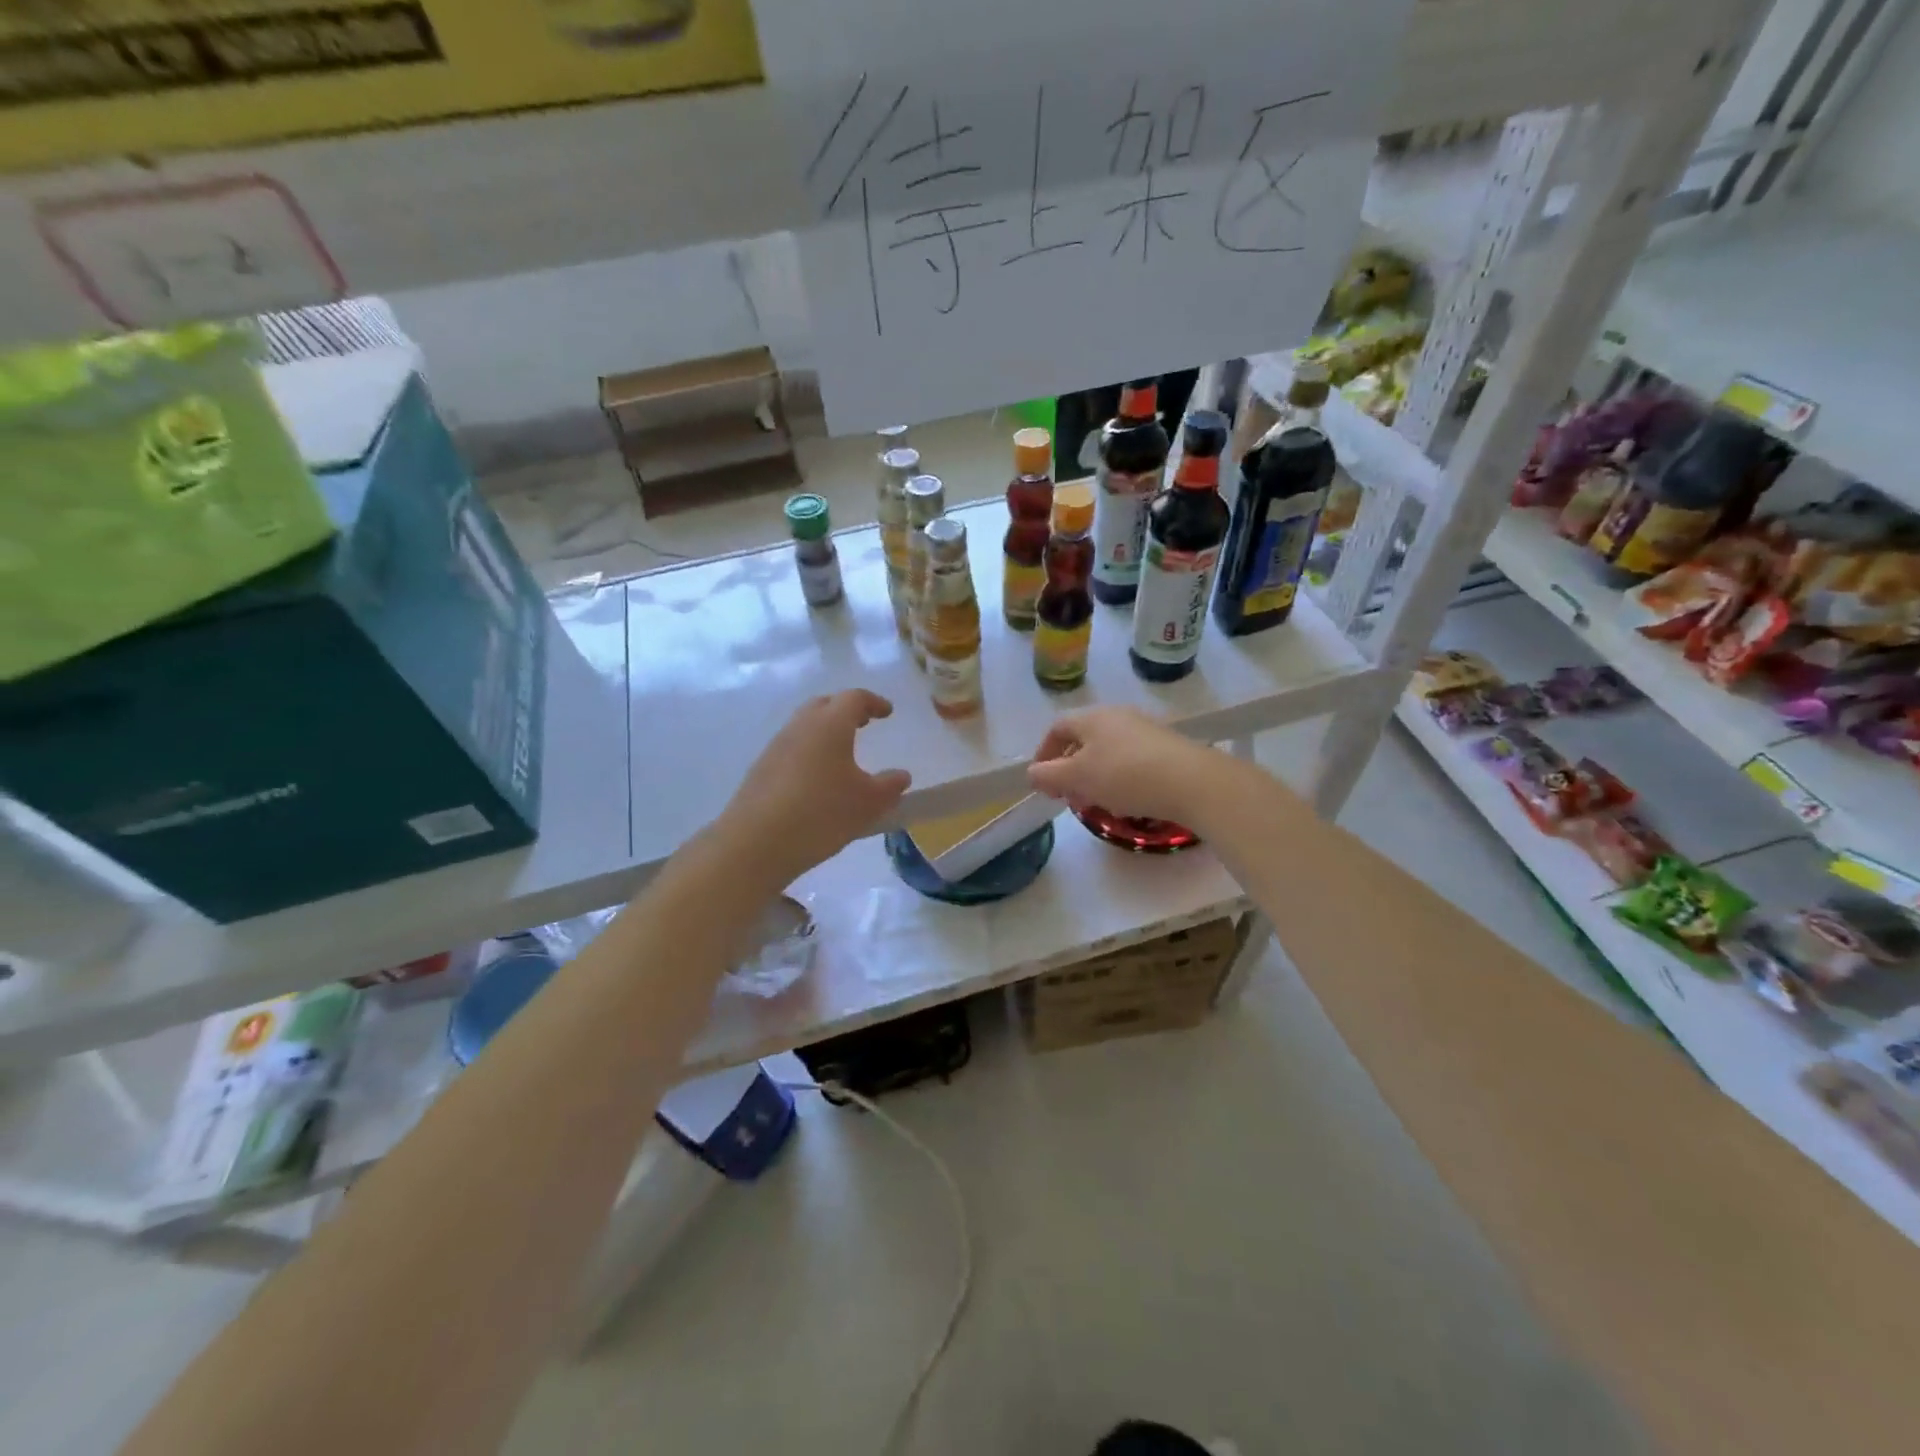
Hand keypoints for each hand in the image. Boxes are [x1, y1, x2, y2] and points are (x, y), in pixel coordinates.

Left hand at [720, 690, 911, 883]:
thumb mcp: (867, 803)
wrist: (756, 843)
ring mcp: (776, 747)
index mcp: (830, 725)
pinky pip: (791, 748)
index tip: (887, 712)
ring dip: (825, 731)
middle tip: (863, 723)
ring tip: (841, 754)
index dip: (874, 702)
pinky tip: (816, 779)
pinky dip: (809, 752)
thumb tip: (901, 775)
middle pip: (825, 705)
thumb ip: (889, 786)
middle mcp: (801, 727)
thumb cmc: (821, 814)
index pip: (854, 699)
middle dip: (846, 710)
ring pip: (804, 726)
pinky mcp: (761, 769)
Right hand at [1027, 706, 1215, 825]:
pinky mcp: (1165, 747)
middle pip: (1083, 740)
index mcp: (1092, 717)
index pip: (1057, 728)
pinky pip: (1130, 760)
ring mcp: (1144, 730)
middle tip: (1067, 796)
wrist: (1192, 782)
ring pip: (1107, 751)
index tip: (1042, 780)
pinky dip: (1118, 778)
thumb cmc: (1125, 775)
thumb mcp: (1077, 778)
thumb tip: (1032, 773)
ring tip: (1096, 803)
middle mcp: (1117, 716)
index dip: (1044, 753)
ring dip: (1093, 776)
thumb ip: (1049, 775)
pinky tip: (1126, 800)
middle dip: (1069, 769)